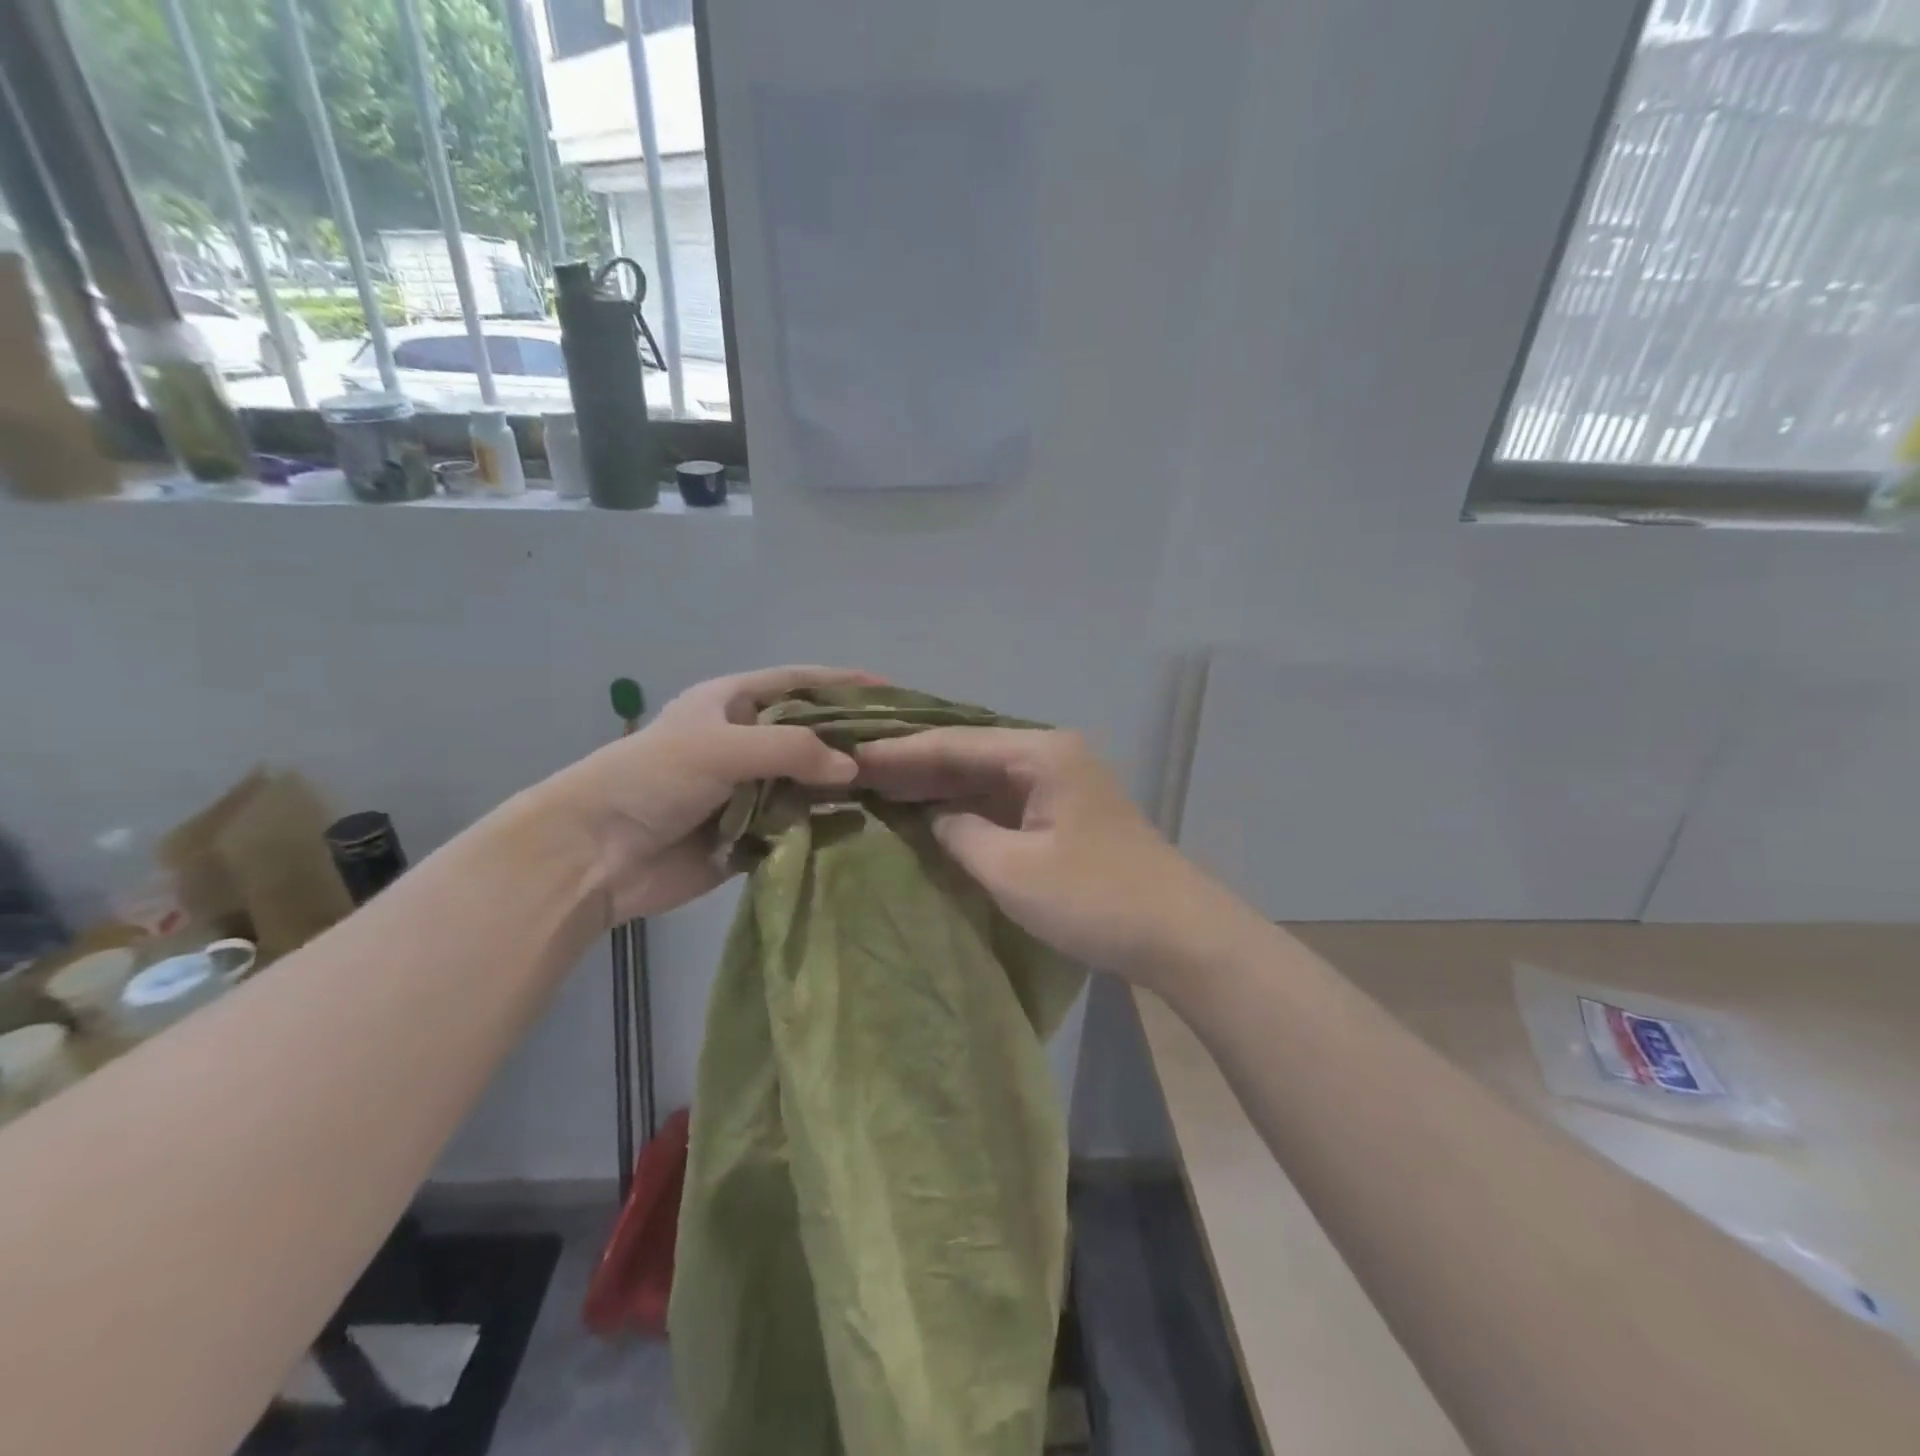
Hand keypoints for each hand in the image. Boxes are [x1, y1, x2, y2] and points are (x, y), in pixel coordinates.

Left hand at [539, 665, 880, 923]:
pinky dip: (824, 826)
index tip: (892, 691)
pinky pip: (797, 826)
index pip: (799, 682)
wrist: (595, 854)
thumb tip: (853, 770)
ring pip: (809, 783)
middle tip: (904, 749)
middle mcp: (745, 742)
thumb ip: (793, 751)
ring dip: (842, 787)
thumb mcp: (723, 747)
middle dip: (851, 740)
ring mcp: (749, 791)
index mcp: (732, 703)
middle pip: (811, 735)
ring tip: (895, 789)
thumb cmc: (653, 778)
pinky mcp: (750, 835)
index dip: (844, 683)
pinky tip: (860, 826)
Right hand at [856, 728, 1239, 986]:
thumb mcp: (1012, 870)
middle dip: (913, 766)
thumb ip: (959, 833)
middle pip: (968, 754)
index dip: (899, 753)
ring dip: (936, 787)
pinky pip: (1001, 801)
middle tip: (852, 773)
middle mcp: (1048, 755)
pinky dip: (965, 809)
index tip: (849, 758)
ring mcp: (1058, 784)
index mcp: (1039, 753)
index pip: (953, 744)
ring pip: (983, 777)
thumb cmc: (1094, 898)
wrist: (1180, 934)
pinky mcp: (1062, 814)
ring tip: (876, 790)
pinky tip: (928, 816)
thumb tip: (933, 816)